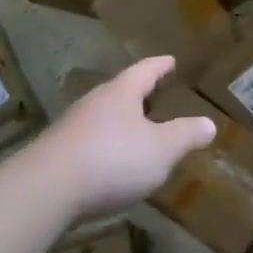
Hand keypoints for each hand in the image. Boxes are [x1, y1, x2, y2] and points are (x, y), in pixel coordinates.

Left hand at [26, 56, 215, 216]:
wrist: (43, 192)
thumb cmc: (111, 160)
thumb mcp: (162, 149)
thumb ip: (186, 135)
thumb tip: (209, 124)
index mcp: (121, 93)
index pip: (145, 71)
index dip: (160, 66)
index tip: (170, 60)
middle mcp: (94, 103)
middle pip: (120, 92)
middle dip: (138, 95)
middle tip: (156, 96)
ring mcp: (70, 129)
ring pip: (102, 118)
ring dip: (120, 123)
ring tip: (136, 132)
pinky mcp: (54, 156)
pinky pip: (88, 143)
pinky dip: (104, 147)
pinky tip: (110, 164)